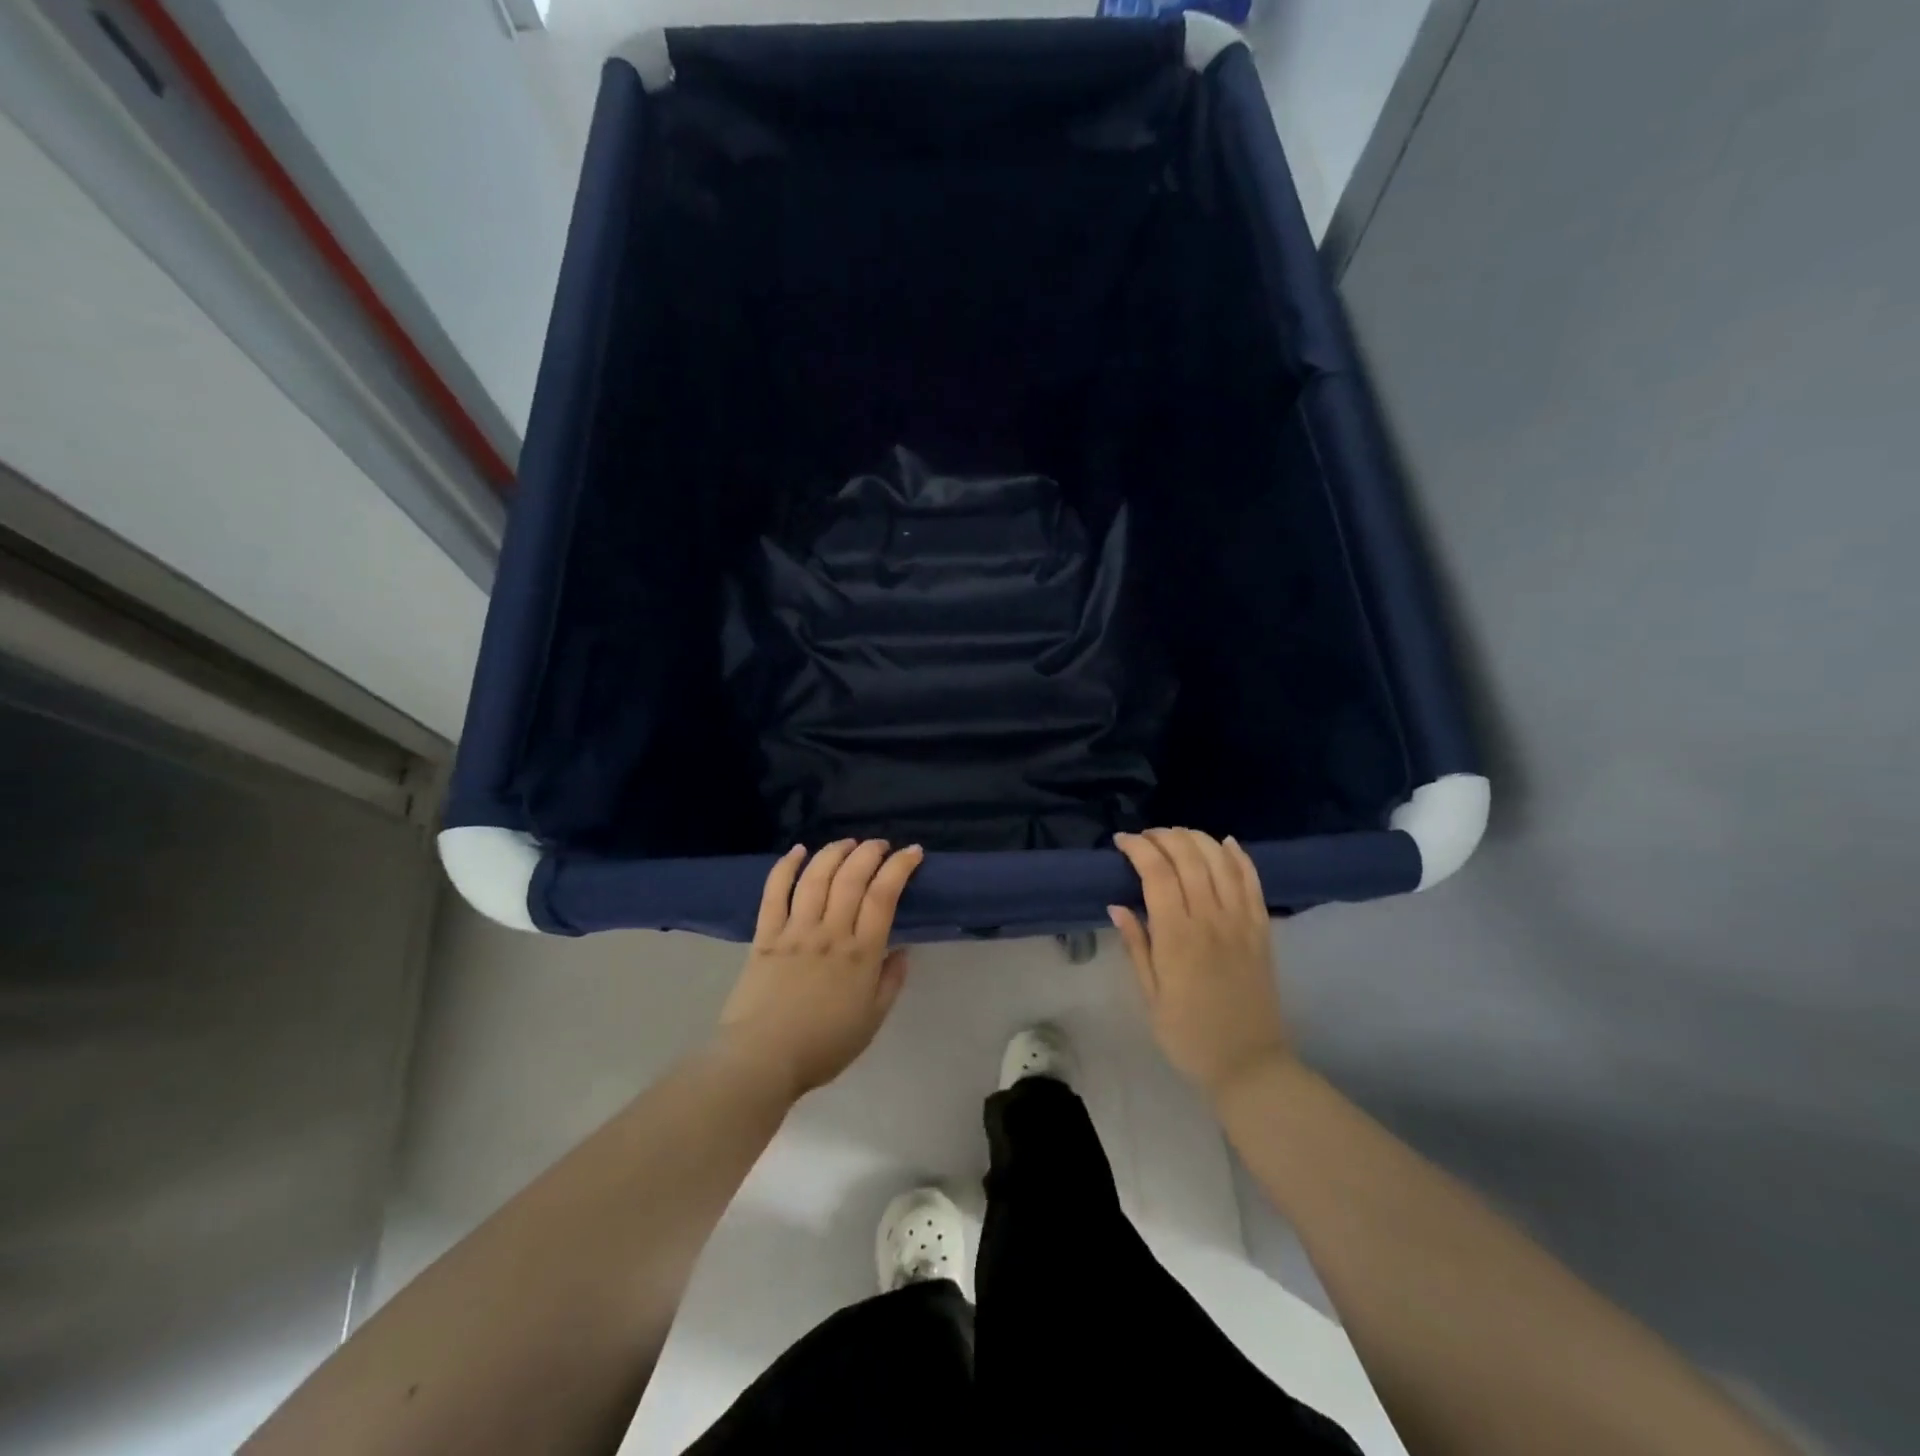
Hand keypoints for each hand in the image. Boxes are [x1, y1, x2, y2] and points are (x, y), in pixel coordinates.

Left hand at [719, 839, 923, 1100]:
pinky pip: (775, 892)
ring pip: (816, 876)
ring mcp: (795, 930)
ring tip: (848, 843)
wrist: (762, 1060)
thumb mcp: (872, 1021)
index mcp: (861, 953)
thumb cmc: (823, 1046)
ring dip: (834, 852)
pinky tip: (798, 851)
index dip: (900, 867)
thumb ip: (890, 982)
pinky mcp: (765, 935)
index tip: (913, 852)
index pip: (884, 896)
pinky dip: (786, 866)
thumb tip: (902, 950)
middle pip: (851, 877)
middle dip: (870, 852)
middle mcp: (830, 932)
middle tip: (880, 845)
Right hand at [1109, 828, 1291, 1102]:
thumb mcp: (1150, 996)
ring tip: (1176, 836)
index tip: (1121, 841)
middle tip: (1145, 837)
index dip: (1138, 848)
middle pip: (1189, 857)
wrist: (1248, 1064)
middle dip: (1164, 836)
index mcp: (1177, 937)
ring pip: (1221, 861)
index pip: (1157, 873)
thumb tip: (1117, 905)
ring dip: (1197, 839)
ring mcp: (1241, 922)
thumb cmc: (1188, 1035)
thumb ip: (1136, 945)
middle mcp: (1211, 920)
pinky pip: (1252, 882)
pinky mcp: (1262, 929)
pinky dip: (1239, 856)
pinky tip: (1225, 843)